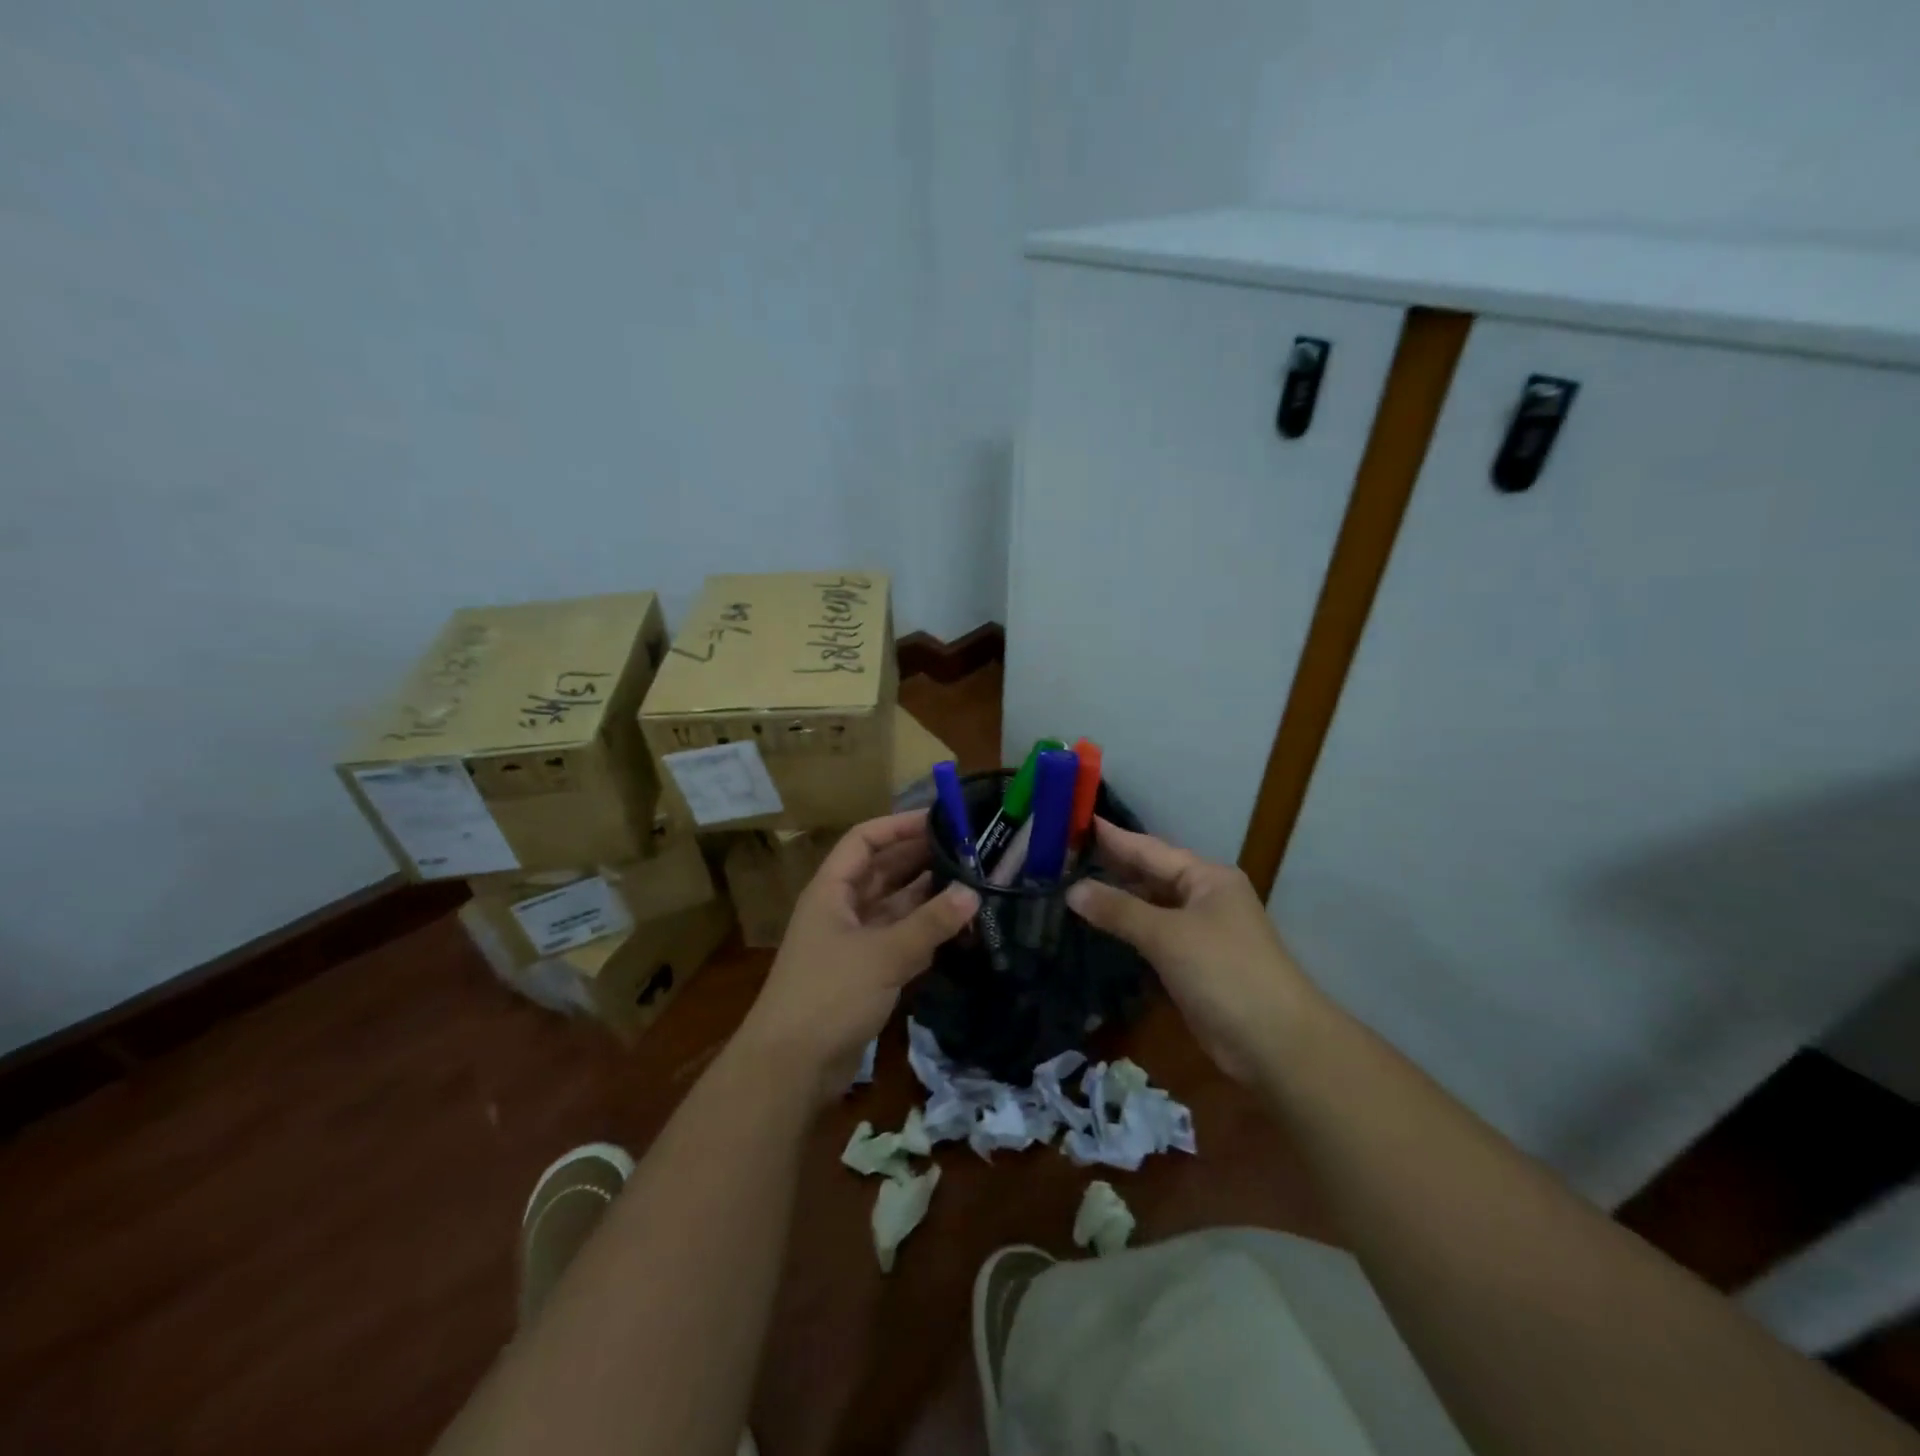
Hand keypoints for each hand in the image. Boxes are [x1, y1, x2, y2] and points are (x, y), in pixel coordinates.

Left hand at [735, 810, 977, 1104]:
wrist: (790, 1068)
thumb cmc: (828, 996)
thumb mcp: (883, 954)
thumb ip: (929, 924)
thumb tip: (972, 893)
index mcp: (831, 890)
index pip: (864, 840)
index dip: (898, 826)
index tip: (939, 818)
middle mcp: (840, 909)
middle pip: (882, 871)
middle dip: (920, 858)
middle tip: (968, 850)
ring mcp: (852, 942)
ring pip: (894, 907)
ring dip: (927, 897)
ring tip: (971, 883)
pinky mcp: (864, 974)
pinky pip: (899, 940)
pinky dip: (924, 932)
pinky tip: (957, 927)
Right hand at [1067, 818, 1315, 1084]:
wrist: (1275, 1044)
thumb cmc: (1225, 972)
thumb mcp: (1167, 935)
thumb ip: (1118, 910)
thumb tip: (1072, 890)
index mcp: (1206, 878)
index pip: (1149, 849)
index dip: (1112, 836)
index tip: (1075, 820)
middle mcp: (1204, 897)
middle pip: (1149, 876)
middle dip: (1110, 866)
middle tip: (1062, 853)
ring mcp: (1199, 932)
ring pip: (1149, 907)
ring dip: (1115, 900)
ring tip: (1069, 885)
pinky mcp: (1192, 964)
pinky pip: (1152, 936)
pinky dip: (1126, 930)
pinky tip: (1097, 926)